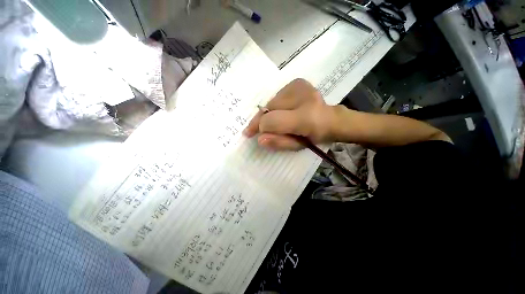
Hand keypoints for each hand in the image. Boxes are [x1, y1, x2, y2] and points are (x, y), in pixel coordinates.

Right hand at [243, 79, 335, 149]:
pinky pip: (277, 96)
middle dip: (260, 120)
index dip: (259, 127)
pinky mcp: (297, 82)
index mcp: (306, 118)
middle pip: (269, 108)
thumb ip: (278, 142)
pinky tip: (283, 111)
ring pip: (271, 102)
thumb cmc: (314, 137)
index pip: (271, 120)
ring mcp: (300, 87)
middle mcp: (303, 97)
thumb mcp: (297, 146)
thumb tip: (259, 139)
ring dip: (269, 113)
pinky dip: (275, 106)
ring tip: (275, 120)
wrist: (331, 119)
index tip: (251, 134)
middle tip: (255, 129)